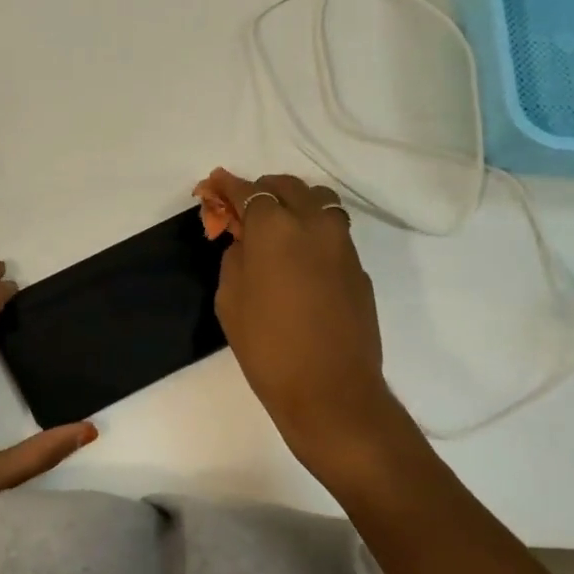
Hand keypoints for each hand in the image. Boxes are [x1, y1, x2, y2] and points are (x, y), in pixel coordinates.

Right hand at [205, 169, 406, 467]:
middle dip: (263, 190)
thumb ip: (235, 258)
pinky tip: (300, 259)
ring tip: (277, 227)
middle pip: (289, 187)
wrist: (330, 390)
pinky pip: (333, 233)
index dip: (228, 186)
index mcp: (275, 228)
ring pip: (319, 203)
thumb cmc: (267, 348)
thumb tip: (246, 241)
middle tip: (245, 208)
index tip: (214, 183)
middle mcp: (314, 224)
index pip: (249, 191)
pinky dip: (314, 232)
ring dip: (295, 204)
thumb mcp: (230, 300)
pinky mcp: (358, 268)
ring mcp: (343, 245)